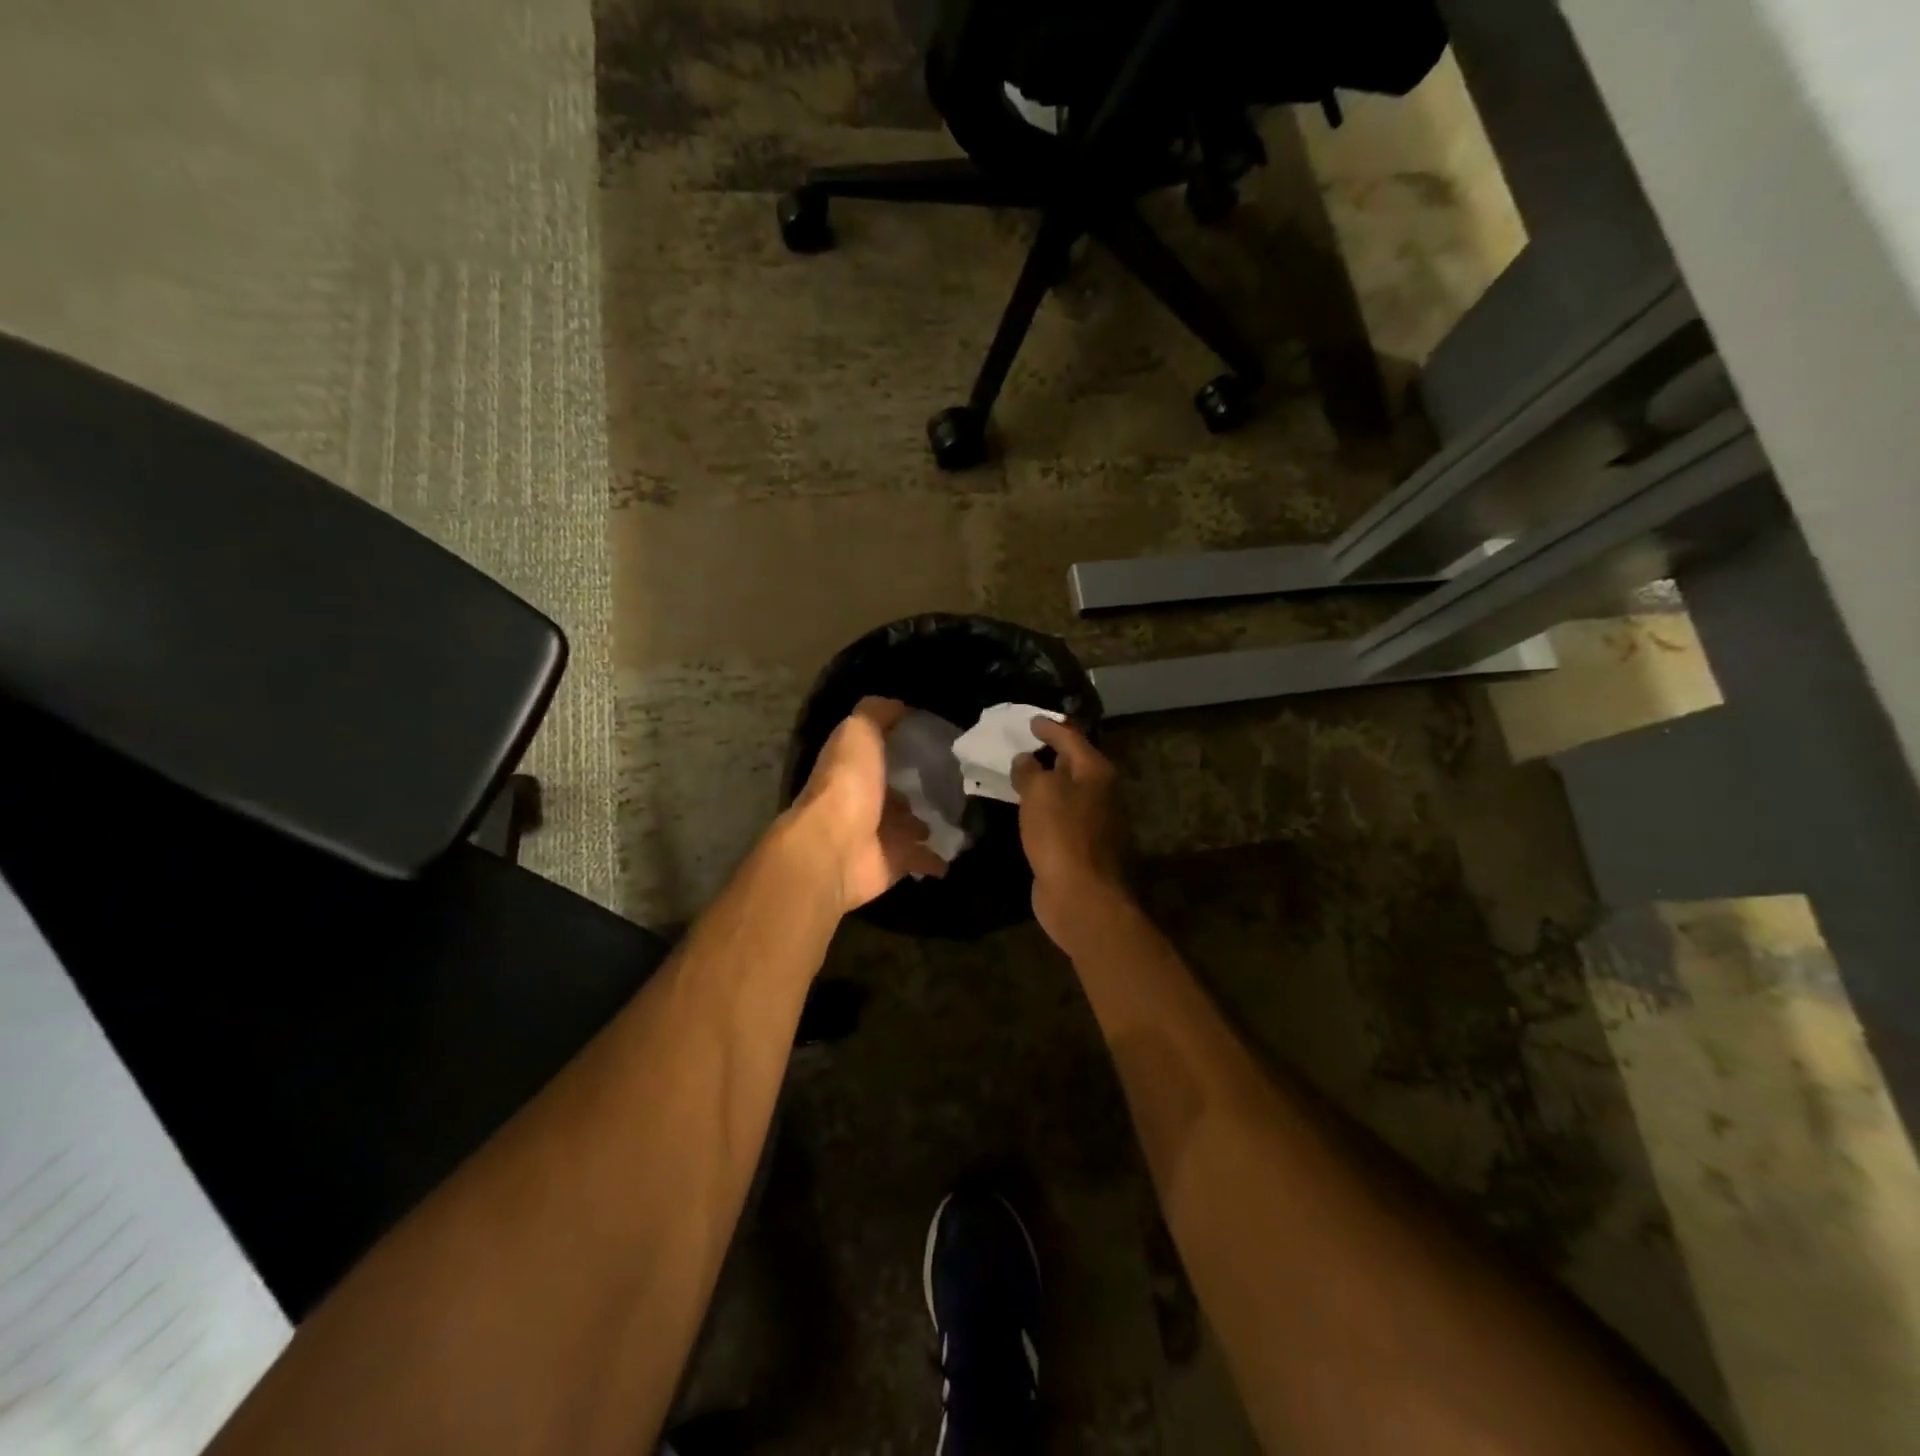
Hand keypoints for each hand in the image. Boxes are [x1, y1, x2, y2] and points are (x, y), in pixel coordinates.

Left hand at [789, 696, 947, 913]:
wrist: (838, 848)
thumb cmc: (848, 784)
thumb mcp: (859, 732)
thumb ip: (877, 714)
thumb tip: (901, 705)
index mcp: (855, 767)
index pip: (882, 752)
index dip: (905, 744)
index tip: (941, 736)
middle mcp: (865, 799)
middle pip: (898, 791)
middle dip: (922, 786)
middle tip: (960, 778)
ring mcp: (880, 834)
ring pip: (912, 825)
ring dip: (932, 820)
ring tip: (966, 812)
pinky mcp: (895, 862)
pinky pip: (924, 858)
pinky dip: (940, 856)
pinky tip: (962, 845)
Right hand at [1012, 717, 1131, 950]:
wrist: (1082, 895)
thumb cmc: (1061, 835)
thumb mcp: (1040, 792)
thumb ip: (1031, 771)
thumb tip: (1026, 760)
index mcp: (1095, 771)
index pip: (1071, 737)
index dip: (1050, 727)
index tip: (1030, 721)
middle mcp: (1101, 792)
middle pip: (1074, 763)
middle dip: (1051, 753)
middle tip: (1024, 744)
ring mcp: (1095, 821)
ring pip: (1068, 791)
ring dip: (1047, 782)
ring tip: (1021, 774)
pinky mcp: (1082, 846)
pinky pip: (1060, 816)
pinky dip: (1045, 807)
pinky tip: (1028, 810)